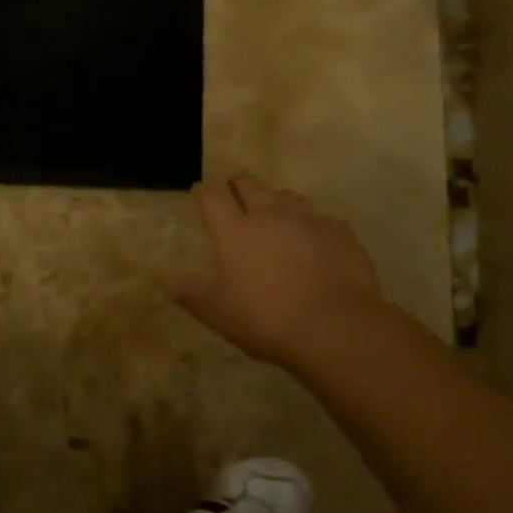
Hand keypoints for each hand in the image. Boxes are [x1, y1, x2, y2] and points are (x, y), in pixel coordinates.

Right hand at [175, 174, 396, 369]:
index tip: (203, 196)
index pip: (212, 198)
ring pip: (288, 196)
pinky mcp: (340, 233)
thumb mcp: (219, 315)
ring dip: (277, 201)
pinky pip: (323, 220)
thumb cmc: (268, 319)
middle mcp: (270, 215)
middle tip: (236, 191)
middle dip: (239, 185)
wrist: (336, 327)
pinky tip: (316, 242)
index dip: (205, 194)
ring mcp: (308, 220)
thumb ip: (193, 295)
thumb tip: (172, 282)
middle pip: (250, 185)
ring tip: (276, 214)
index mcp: (235, 231)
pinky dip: (314, 226)